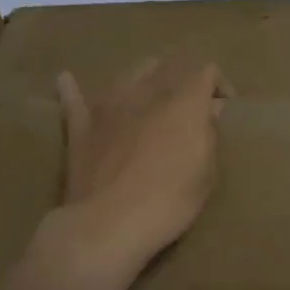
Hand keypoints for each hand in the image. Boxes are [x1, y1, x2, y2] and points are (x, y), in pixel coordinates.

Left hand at [43, 58, 228, 283]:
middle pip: (168, 66)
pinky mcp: (80, 124)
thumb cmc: (169, 202)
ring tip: (148, 98)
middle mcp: (146, 91)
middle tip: (189, 108)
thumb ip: (209, 136)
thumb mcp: (206, 175)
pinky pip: (74, 97)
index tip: (223, 107)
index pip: (206, 71)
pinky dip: (73, 88)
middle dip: (183, 81)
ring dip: (143, 80)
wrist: (109, 222)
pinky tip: (67, 80)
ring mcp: (109, 104)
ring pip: (129, 73)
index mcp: (183, 102)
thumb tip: (210, 111)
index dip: (218, 85)